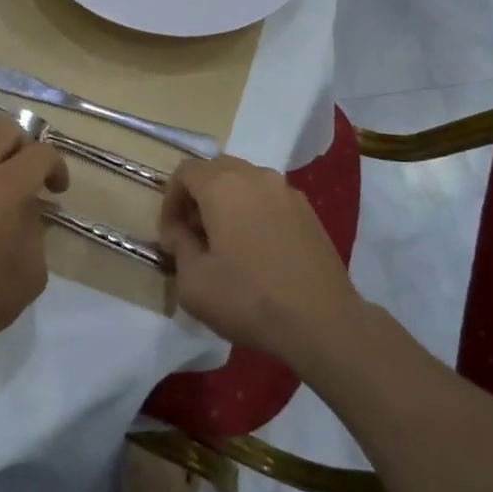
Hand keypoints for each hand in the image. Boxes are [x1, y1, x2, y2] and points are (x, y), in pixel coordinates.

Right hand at [158, 155, 360, 366]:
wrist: (322, 322)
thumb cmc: (248, 299)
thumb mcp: (193, 281)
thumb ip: (178, 244)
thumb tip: (180, 230)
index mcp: (223, 185)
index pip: (185, 171)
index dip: (170, 199)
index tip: (171, 234)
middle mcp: (256, 176)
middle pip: (216, 170)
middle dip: (198, 196)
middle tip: (194, 234)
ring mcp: (287, 191)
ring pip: (245, 182)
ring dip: (227, 202)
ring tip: (226, 242)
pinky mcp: (308, 211)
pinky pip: (269, 198)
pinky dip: (254, 211)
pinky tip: (257, 250)